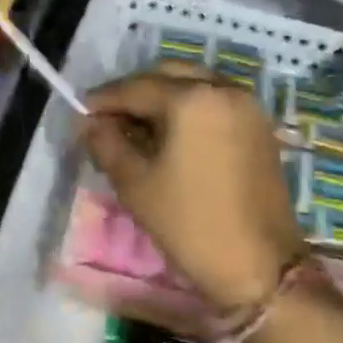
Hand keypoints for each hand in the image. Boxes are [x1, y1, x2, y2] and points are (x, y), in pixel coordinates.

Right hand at [84, 64, 306, 312]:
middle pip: (167, 76)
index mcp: (192, 99)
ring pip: (193, 85)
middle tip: (109, 119)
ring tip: (138, 128)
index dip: (104, 99)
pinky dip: (189, 108)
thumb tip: (91, 123)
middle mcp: (223, 89)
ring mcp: (247, 106)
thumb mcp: (135, 183)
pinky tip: (171, 135)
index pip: (136, 87)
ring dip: (163, 98)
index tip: (82, 112)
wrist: (261, 266)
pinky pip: (215, 101)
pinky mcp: (260, 126)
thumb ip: (106, 143)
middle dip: (135, 93)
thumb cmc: (190, 224)